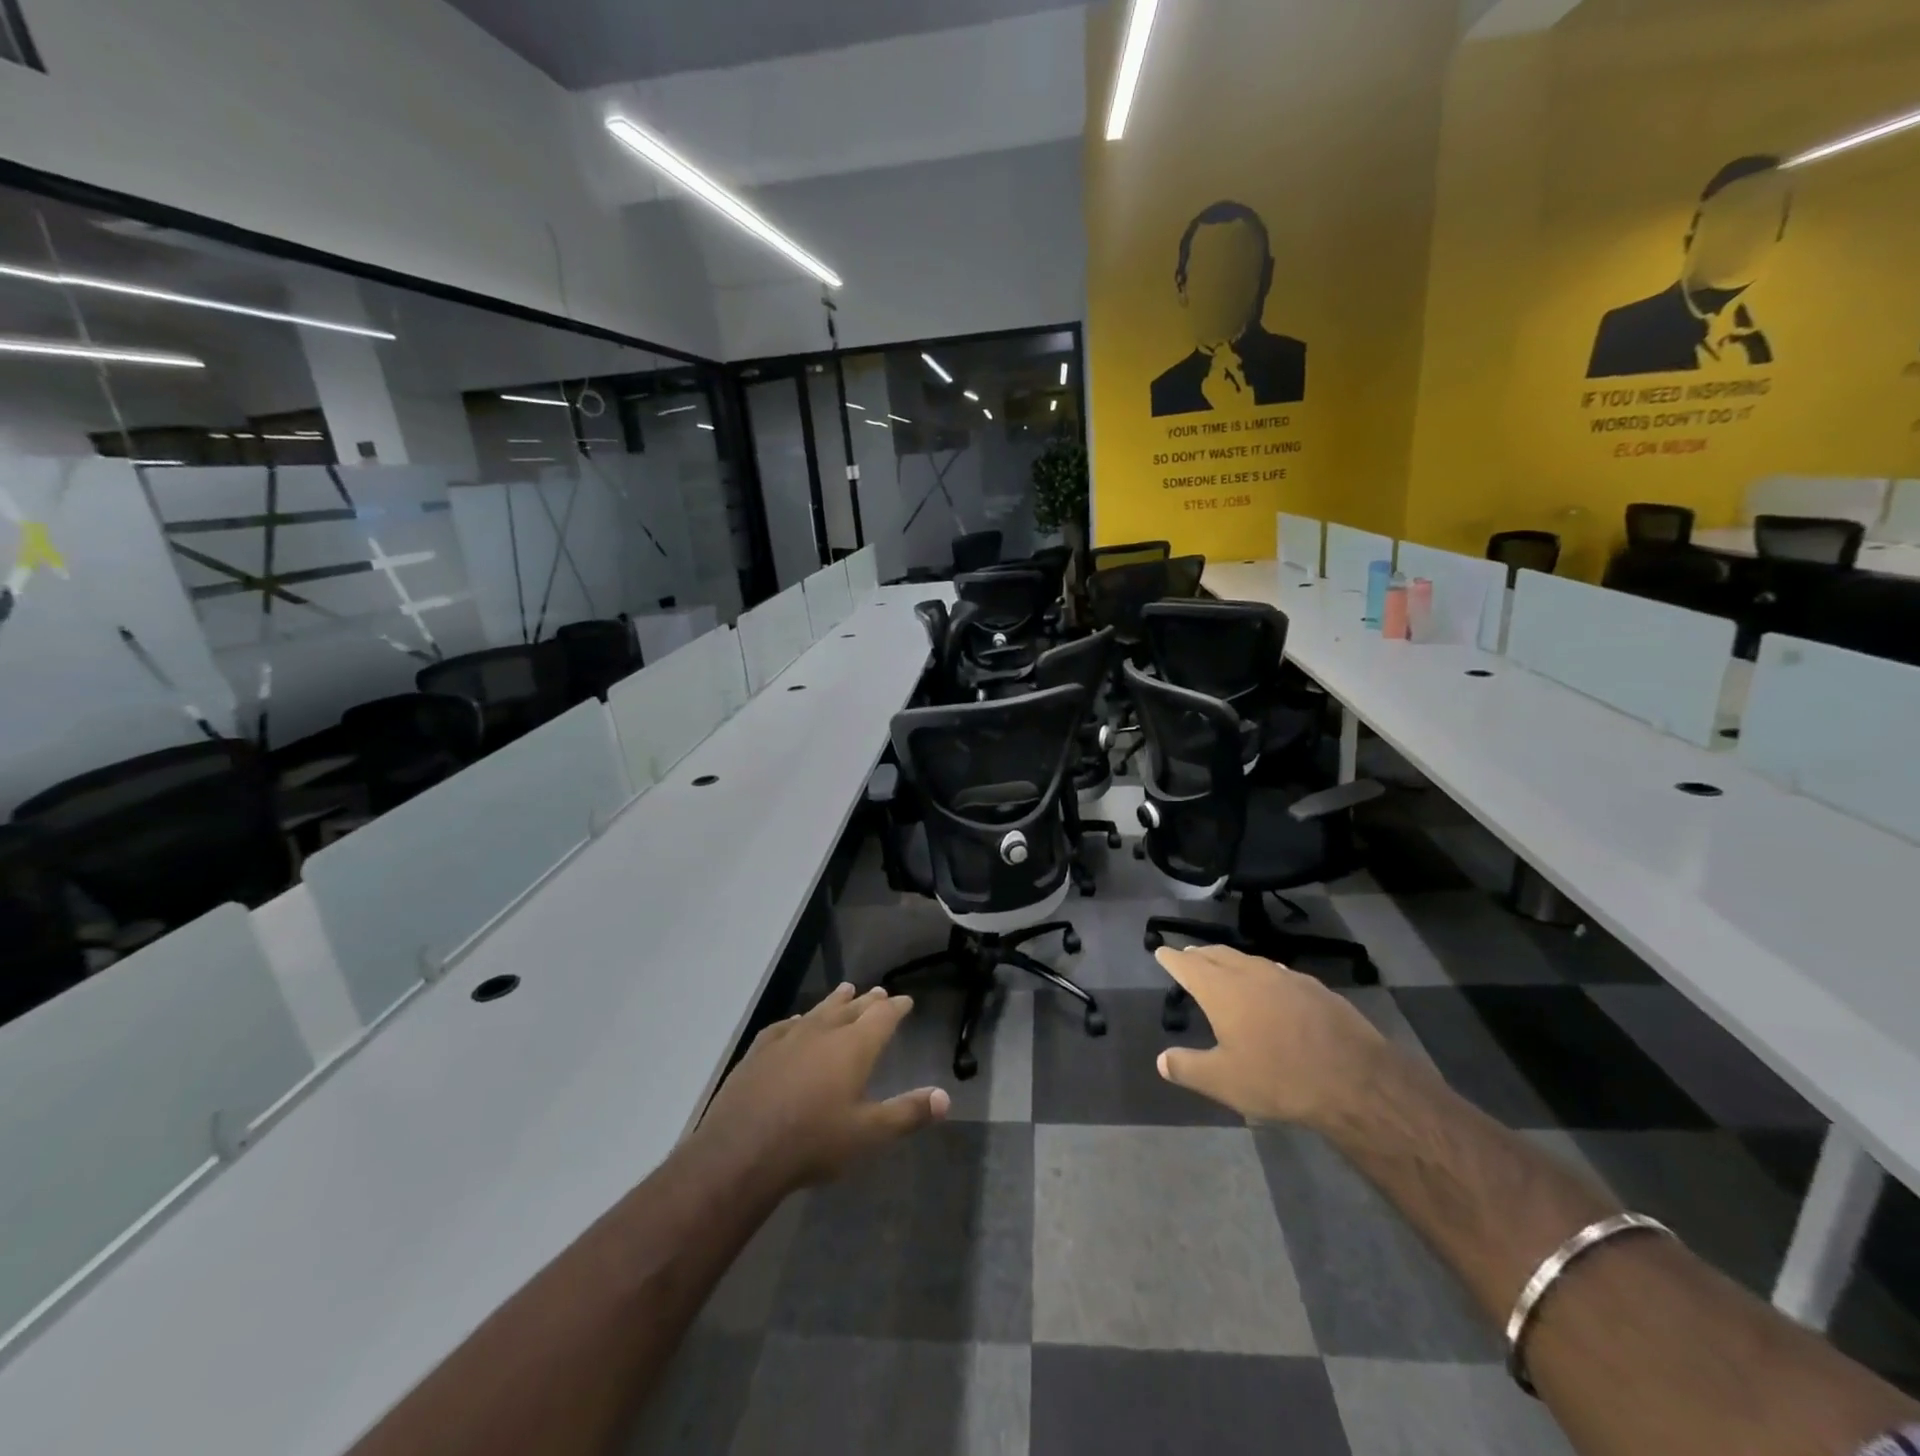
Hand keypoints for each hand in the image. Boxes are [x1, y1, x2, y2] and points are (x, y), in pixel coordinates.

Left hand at [695, 984, 949, 1194]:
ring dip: (835, 1001)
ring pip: (818, 1011)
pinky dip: (797, 1020)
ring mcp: (788, 1038)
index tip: (905, 1000)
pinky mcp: (759, 1050)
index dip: (896, 1007)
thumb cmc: (813, 1142)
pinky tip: (795, 1022)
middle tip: (878, 992)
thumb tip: (945, 1097)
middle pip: (851, 1008)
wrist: (742, 1150)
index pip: (882, 1016)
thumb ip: (907, 1113)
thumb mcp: (868, 1134)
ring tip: (845, 990)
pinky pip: (784, 1026)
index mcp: (854, 1047)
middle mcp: (823, 1032)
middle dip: (867, 1001)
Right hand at [1154, 945, 1387, 1127]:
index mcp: (1221, 990)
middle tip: (1189, 955)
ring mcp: (1285, 977)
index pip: (1188, 965)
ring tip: (1223, 965)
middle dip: (1200, 954)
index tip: (1162, 952)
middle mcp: (1250, 973)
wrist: (1355, 1080)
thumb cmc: (1278, 1078)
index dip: (1172, 959)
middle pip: (1217, 955)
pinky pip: (1277, 972)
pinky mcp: (1315, 988)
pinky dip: (1261, 973)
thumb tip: (1162, 1060)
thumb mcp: (1224, 1081)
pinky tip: (1269, 985)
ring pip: (1248, 959)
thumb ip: (1188, 1068)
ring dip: (1230, 960)